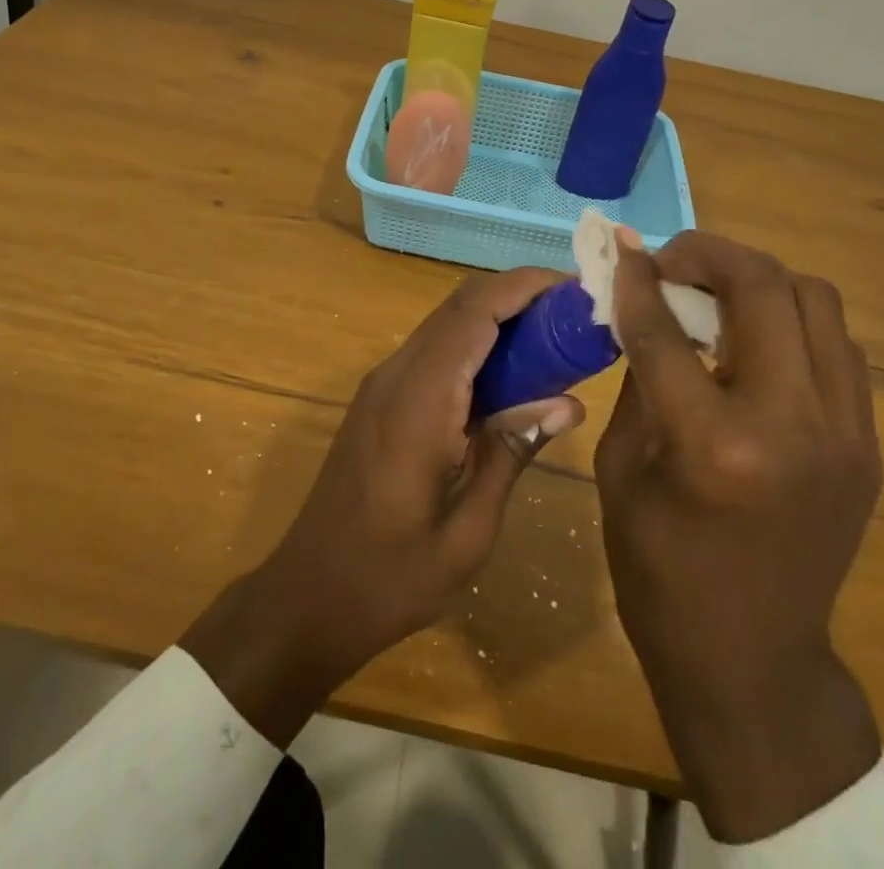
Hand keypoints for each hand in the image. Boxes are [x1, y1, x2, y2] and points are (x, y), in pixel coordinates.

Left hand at [181, 267, 586, 746]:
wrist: (308, 597)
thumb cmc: (391, 578)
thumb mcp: (468, 530)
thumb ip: (512, 452)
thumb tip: (568, 403)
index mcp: (419, 402)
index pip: (474, 313)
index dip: (523, 287)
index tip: (575, 288)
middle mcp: (396, 375)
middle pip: (460, 305)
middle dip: (518, 296)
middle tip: (574, 314)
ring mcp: (382, 384)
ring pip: (446, 323)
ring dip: (497, 317)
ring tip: (554, 338)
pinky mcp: (380, 398)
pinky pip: (434, 350)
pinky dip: (475, 344)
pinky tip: (510, 374)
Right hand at [597, 230, 882, 843]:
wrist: (752, 659)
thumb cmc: (660, 569)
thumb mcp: (621, 467)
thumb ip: (638, 376)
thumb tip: (643, 303)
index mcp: (715, 444)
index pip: (668, 328)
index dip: (638, 278)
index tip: (622, 248)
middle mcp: (794, 424)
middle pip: (765, 286)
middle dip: (709, 254)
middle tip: (672, 261)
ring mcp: (846, 431)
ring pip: (815, 300)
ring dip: (757, 280)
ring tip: (714, 294)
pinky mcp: (867, 442)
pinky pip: (834, 343)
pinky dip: (789, 319)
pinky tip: (753, 339)